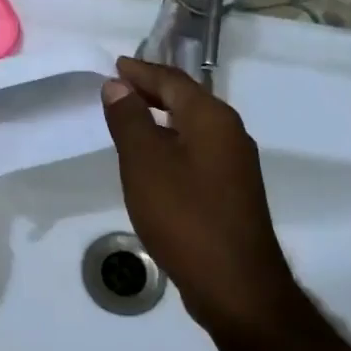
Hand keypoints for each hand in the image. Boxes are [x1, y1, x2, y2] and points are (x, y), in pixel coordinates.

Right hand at [101, 56, 295, 334]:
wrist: (235, 285)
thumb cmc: (185, 216)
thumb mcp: (145, 164)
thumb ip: (129, 120)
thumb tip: (118, 85)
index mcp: (212, 119)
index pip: (173, 81)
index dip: (142, 72)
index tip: (115, 65)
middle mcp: (230, 134)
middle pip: (188, 100)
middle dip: (153, 91)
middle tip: (119, 87)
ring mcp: (235, 165)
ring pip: (193, 128)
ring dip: (162, 119)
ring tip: (131, 119)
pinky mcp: (232, 193)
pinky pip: (197, 152)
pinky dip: (172, 145)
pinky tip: (155, 162)